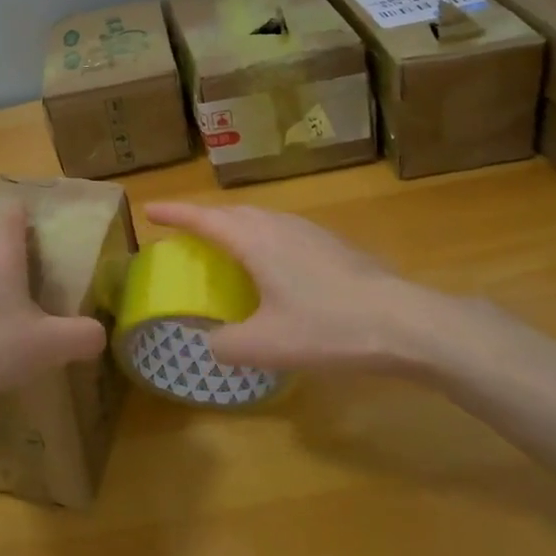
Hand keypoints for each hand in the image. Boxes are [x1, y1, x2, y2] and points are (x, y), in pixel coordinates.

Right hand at [144, 202, 493, 378]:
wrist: (405, 322)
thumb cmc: (328, 327)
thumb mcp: (267, 345)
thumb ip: (227, 345)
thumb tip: (210, 343)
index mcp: (255, 240)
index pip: (204, 219)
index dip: (174, 213)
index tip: (150, 209)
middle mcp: (279, 226)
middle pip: (232, 213)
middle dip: (204, 218)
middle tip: (185, 231)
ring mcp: (310, 231)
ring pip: (261, 219)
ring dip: (236, 226)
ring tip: (225, 244)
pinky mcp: (333, 245)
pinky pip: (283, 231)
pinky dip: (263, 238)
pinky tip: (275, 266)